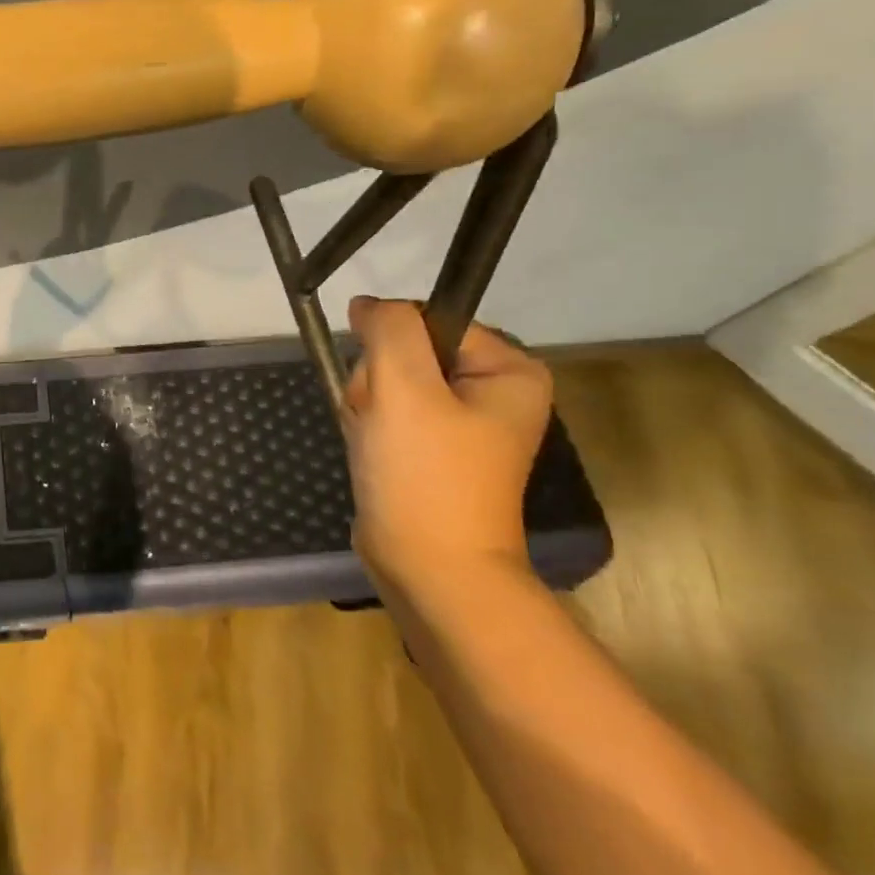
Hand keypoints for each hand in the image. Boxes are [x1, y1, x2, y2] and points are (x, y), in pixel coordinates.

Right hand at [342, 296, 552, 590]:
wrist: (428, 569)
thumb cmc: (426, 475)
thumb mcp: (405, 387)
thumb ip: (388, 328)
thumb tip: (368, 305)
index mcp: (508, 371)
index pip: (426, 320)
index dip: (391, 346)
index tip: (388, 388)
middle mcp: (491, 391)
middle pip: (404, 351)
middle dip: (377, 383)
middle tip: (383, 421)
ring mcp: (460, 421)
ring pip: (386, 381)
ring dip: (367, 407)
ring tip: (376, 442)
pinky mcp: (431, 446)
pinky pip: (386, 411)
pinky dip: (368, 427)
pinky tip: (373, 452)